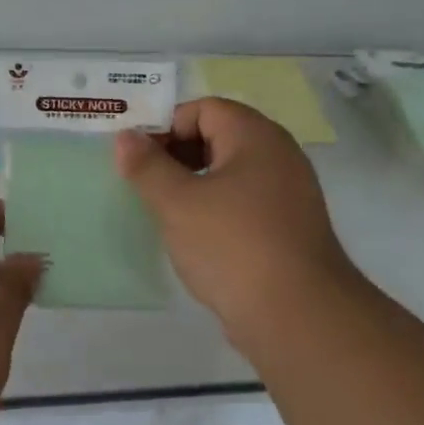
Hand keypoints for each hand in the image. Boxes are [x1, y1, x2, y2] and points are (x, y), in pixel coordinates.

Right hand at [115, 99, 354, 343]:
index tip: (137, 157)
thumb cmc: (232, 245)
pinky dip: (216, 208)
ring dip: (194, 183)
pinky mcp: (288, 228)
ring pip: (230, 172)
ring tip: (163, 210)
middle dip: (177, 153)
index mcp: (256, 136)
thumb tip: (125, 137)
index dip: (166, 125)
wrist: (297, 316)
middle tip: (144, 182)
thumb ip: (147, 166)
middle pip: (219, 135)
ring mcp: (289, 193)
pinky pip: (244, 202)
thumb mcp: (176, 202)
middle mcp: (279, 156)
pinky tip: (194, 236)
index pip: (204, 108)